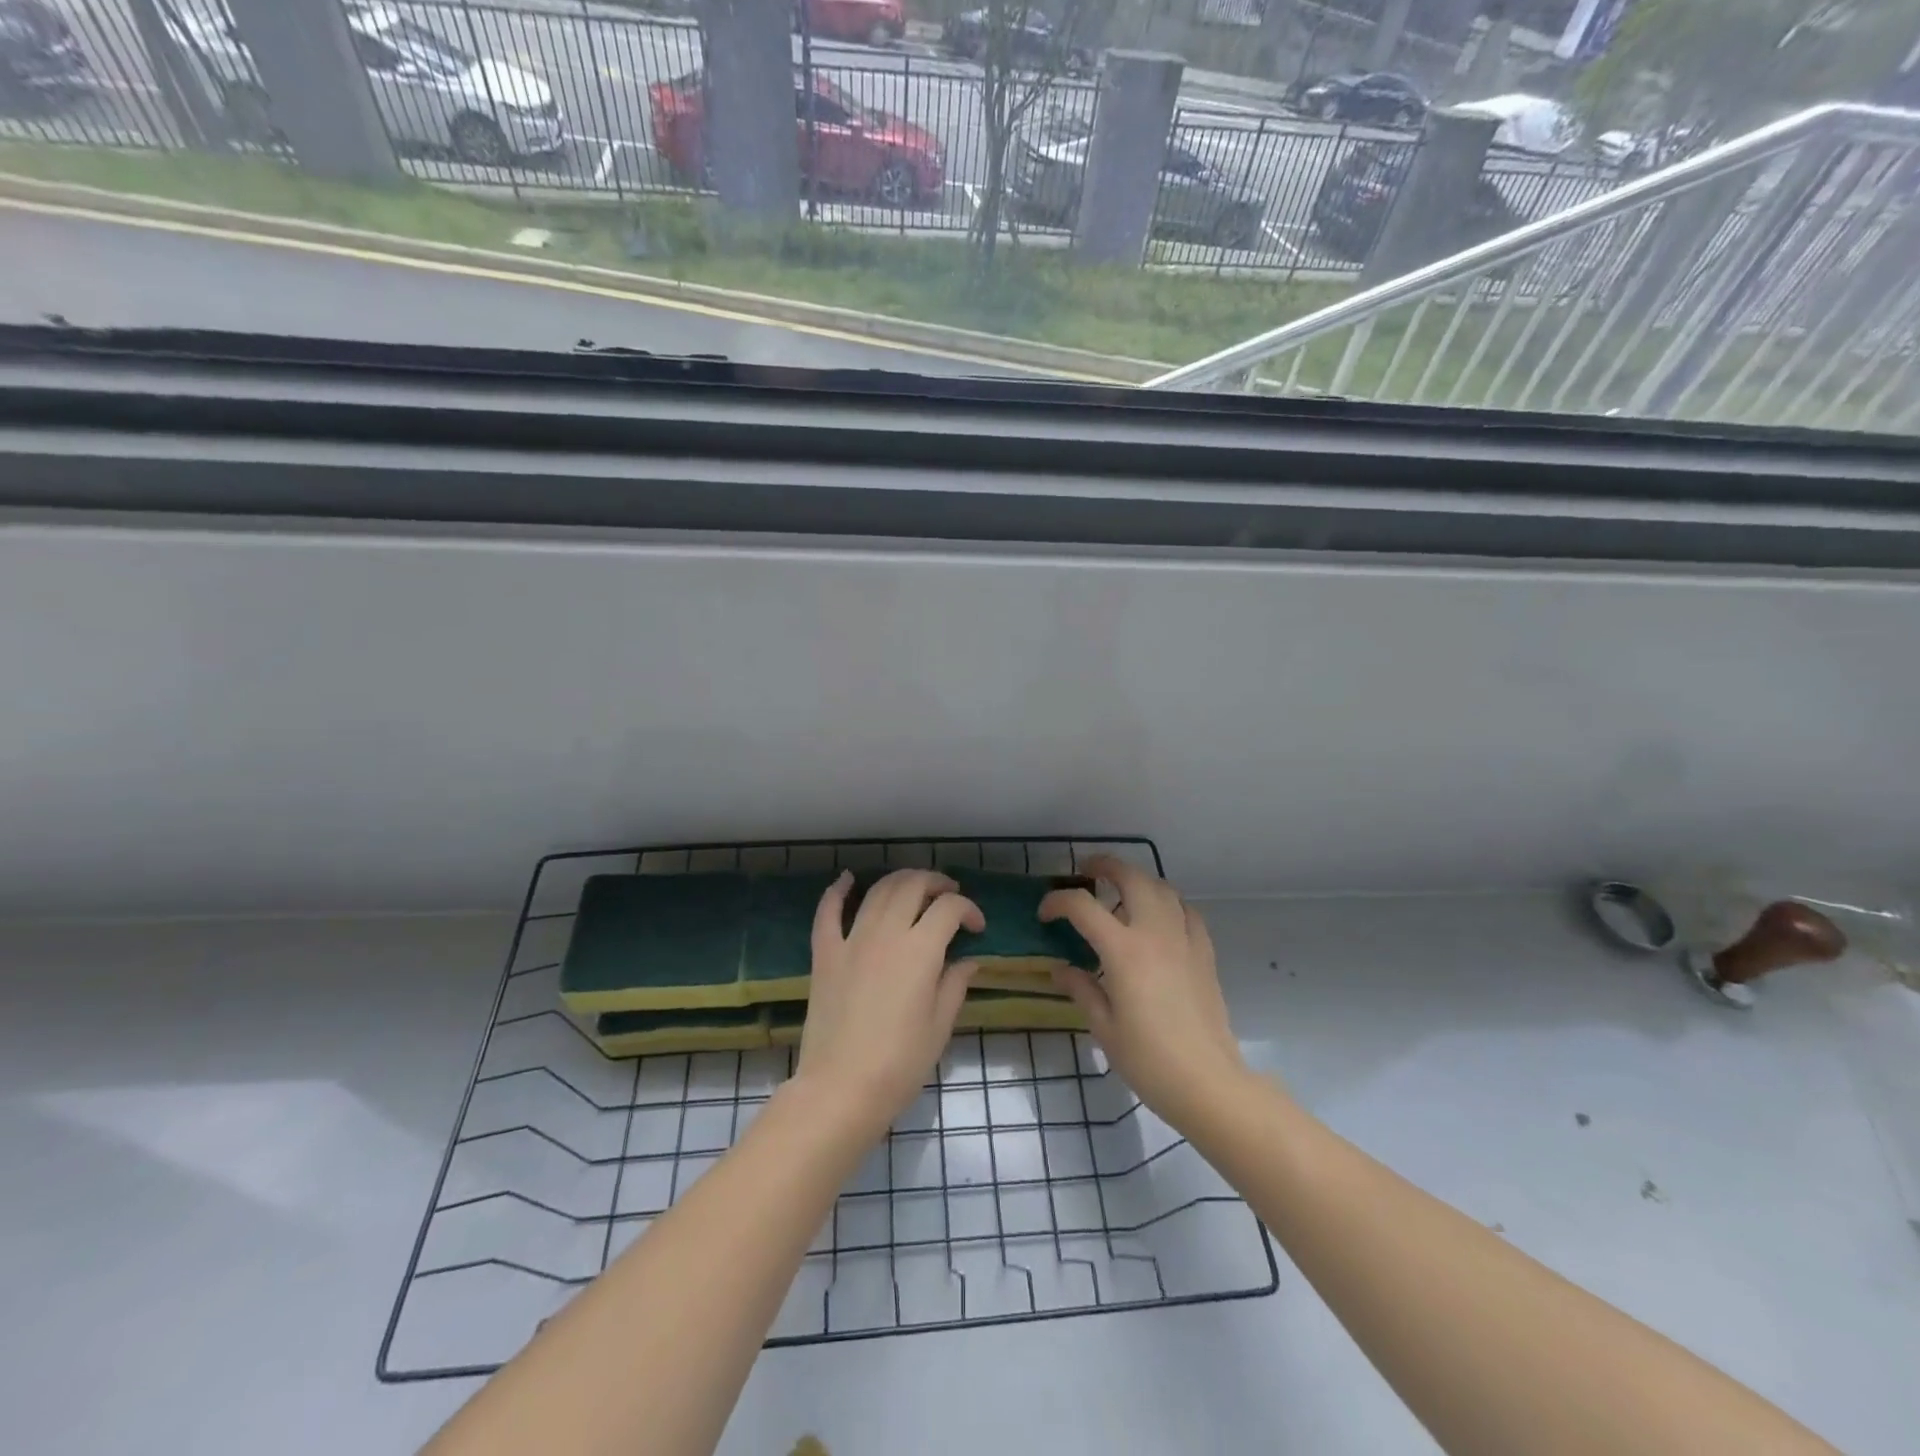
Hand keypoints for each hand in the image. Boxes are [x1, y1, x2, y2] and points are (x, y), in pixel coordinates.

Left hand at [794, 868, 982, 1138]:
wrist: (841, 1088)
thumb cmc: (900, 1063)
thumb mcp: (939, 1026)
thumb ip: (955, 985)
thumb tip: (968, 960)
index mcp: (920, 950)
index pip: (949, 908)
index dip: (969, 910)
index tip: (976, 928)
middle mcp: (887, 933)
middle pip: (913, 886)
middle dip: (936, 883)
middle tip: (948, 896)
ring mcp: (851, 940)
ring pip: (877, 891)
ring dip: (900, 881)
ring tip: (914, 888)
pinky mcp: (825, 953)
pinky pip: (828, 912)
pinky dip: (838, 891)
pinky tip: (848, 879)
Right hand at [1039, 856, 1247, 1133]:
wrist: (1209, 1083)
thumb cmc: (1149, 1060)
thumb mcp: (1104, 1028)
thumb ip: (1081, 989)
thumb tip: (1060, 968)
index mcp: (1124, 951)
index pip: (1083, 906)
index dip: (1058, 902)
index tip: (1045, 914)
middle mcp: (1155, 933)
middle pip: (1131, 878)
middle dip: (1105, 866)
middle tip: (1087, 871)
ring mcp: (1184, 940)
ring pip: (1162, 888)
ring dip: (1138, 880)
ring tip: (1121, 891)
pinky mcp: (1205, 953)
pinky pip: (1187, 912)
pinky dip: (1169, 903)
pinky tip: (1160, 919)